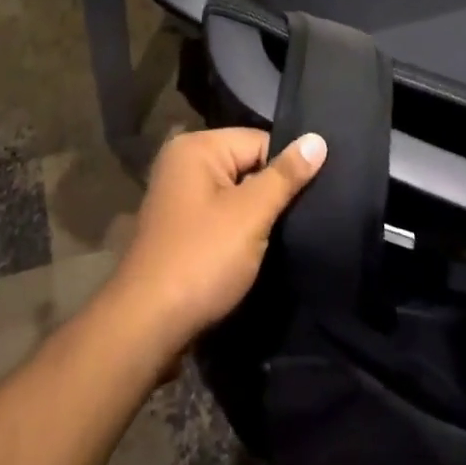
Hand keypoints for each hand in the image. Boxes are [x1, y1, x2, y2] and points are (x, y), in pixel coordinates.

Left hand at [100, 127, 326, 368]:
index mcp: (196, 147)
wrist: (147, 325)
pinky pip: (221, 215)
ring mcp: (179, 196)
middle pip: (247, 164)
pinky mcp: (180, 227)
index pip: (259, 140)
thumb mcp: (250, 215)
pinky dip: (239, 230)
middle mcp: (183, 162)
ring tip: (287, 236)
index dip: (286, 169)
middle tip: (306, 219)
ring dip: (257, 215)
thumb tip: (318, 139)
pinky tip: (258, 250)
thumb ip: (285, 176)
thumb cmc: (201, 259)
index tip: (314, 197)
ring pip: (235, 193)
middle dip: (272, 193)